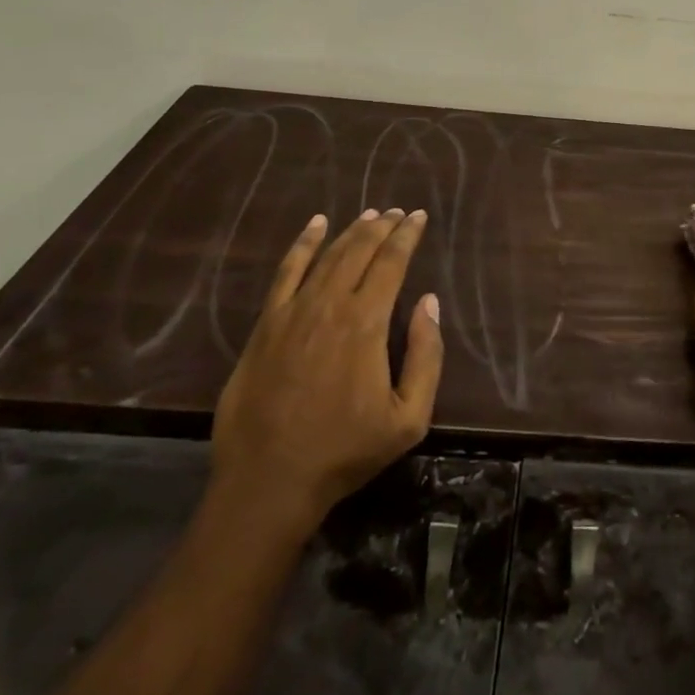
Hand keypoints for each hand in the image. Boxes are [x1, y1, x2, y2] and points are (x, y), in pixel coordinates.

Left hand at [211, 209, 443, 530]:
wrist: (268, 482)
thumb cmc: (345, 452)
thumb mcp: (408, 418)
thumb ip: (426, 356)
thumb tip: (429, 302)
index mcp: (366, 323)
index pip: (392, 262)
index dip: (407, 235)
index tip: (419, 216)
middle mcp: (330, 304)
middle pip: (360, 250)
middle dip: (383, 226)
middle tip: (398, 212)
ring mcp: (293, 312)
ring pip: (328, 255)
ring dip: (351, 231)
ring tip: (369, 215)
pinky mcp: (266, 325)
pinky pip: (286, 272)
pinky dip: (303, 244)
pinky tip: (315, 225)